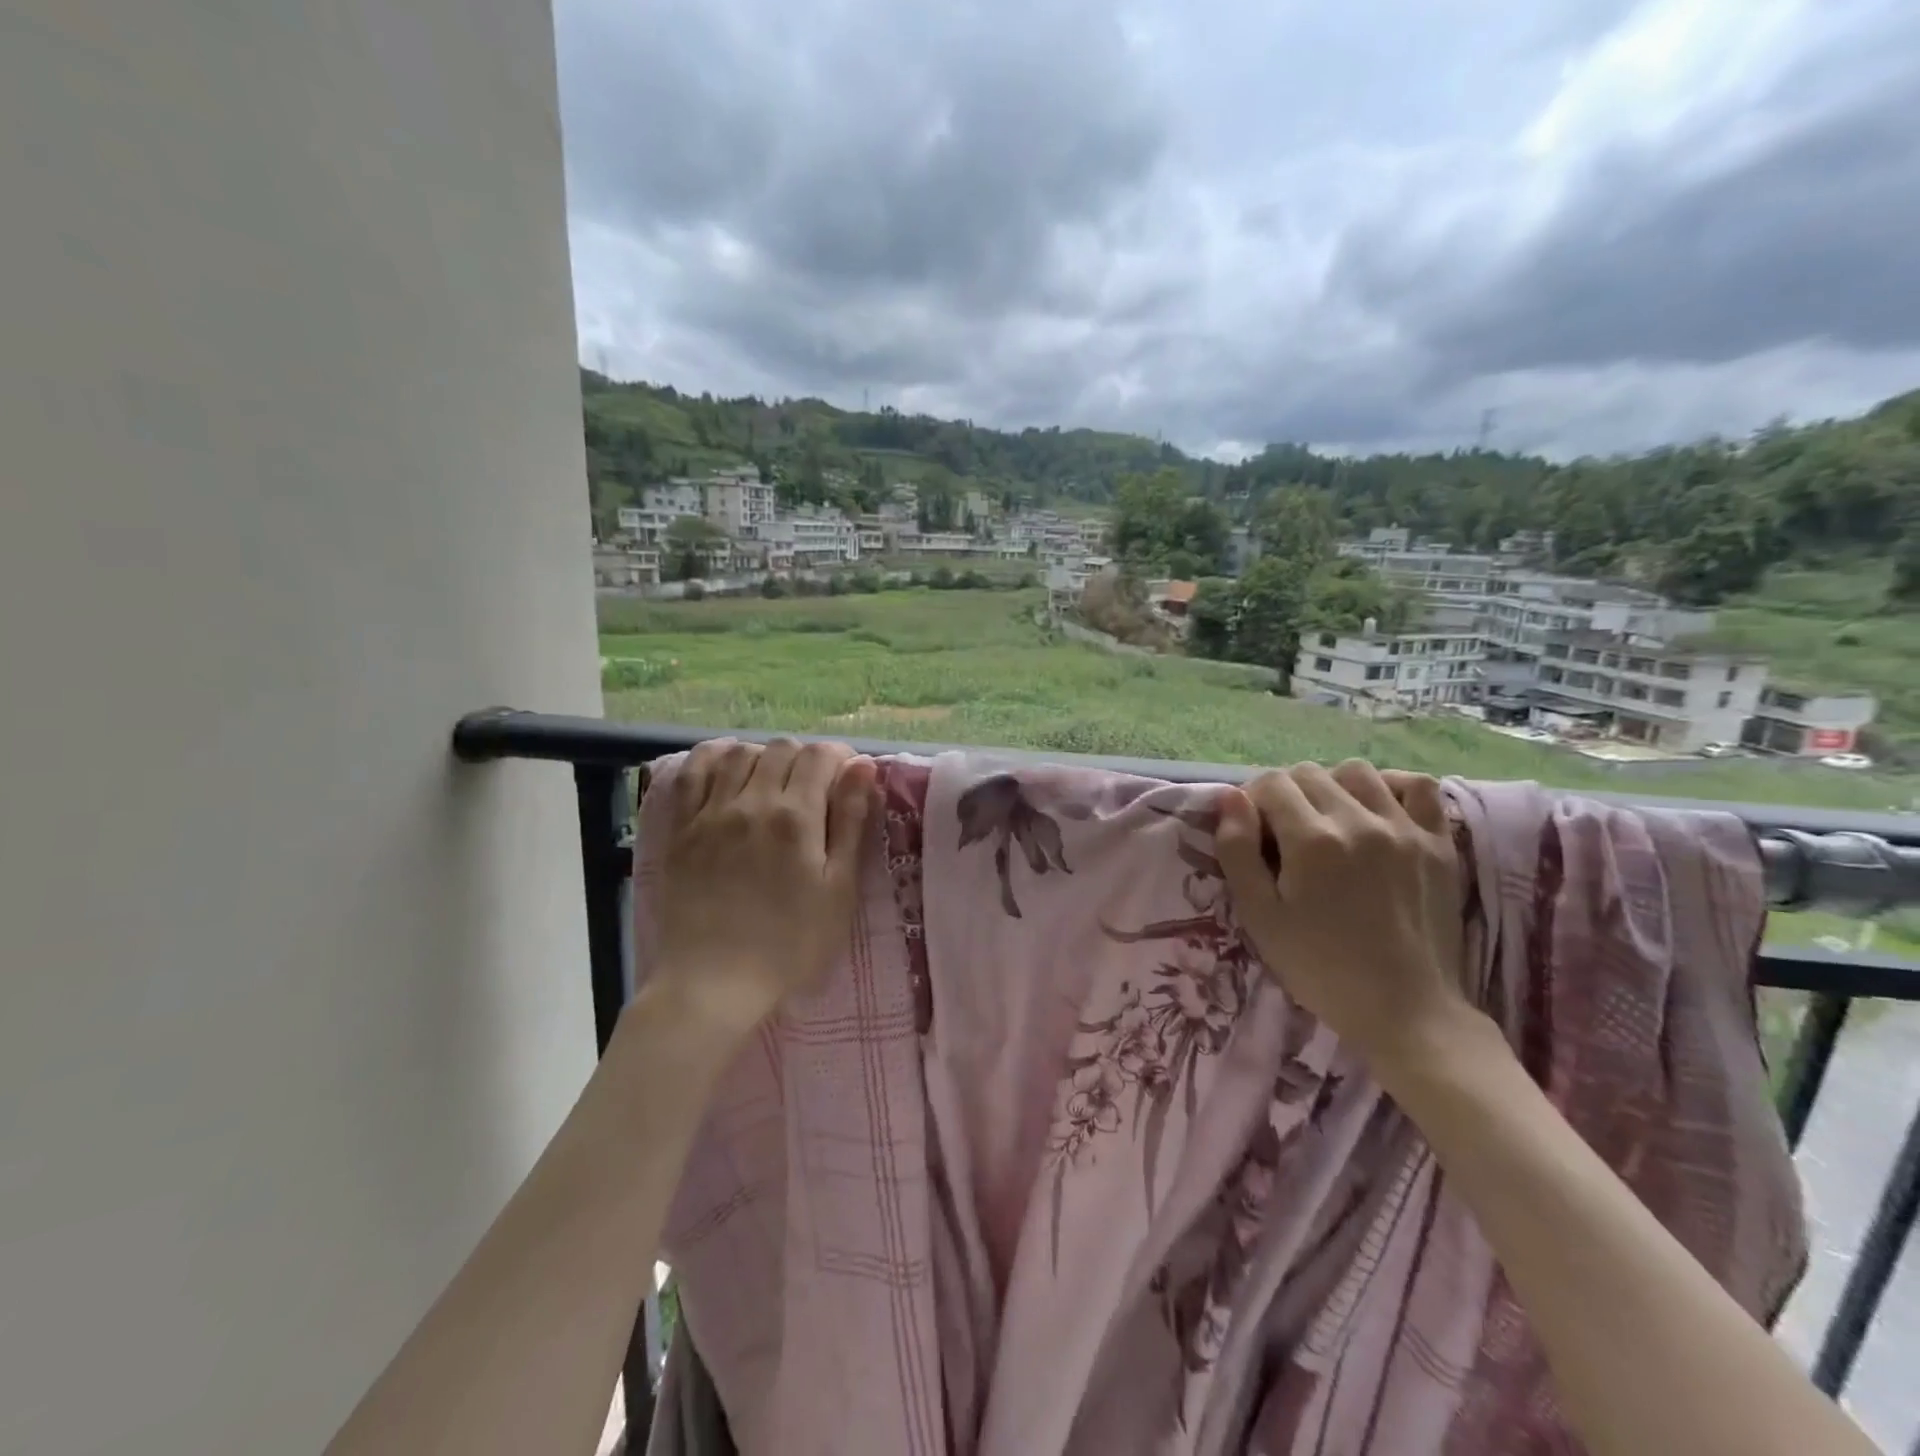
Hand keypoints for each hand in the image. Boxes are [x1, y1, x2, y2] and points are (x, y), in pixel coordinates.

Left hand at [650, 737, 877, 1038]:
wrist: (714, 982)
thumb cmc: (790, 944)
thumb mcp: (839, 890)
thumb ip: (851, 822)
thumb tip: (862, 767)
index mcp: (797, 818)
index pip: (819, 756)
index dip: (838, 757)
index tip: (846, 776)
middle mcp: (752, 803)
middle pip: (781, 748)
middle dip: (805, 758)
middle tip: (814, 786)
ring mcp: (711, 812)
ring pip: (740, 753)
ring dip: (764, 756)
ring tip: (774, 780)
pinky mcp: (682, 827)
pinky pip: (694, 771)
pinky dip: (715, 756)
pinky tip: (728, 766)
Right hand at [1214, 760, 1472, 1069]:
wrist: (1406, 1011)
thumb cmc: (1320, 967)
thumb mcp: (1259, 916)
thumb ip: (1237, 851)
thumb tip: (1230, 799)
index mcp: (1312, 840)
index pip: (1270, 783)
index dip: (1251, 801)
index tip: (1252, 831)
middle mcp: (1359, 821)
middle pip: (1309, 773)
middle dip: (1285, 793)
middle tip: (1283, 832)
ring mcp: (1405, 829)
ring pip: (1357, 771)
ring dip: (1332, 785)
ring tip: (1327, 819)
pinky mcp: (1439, 843)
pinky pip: (1420, 787)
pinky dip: (1394, 786)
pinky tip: (1378, 808)